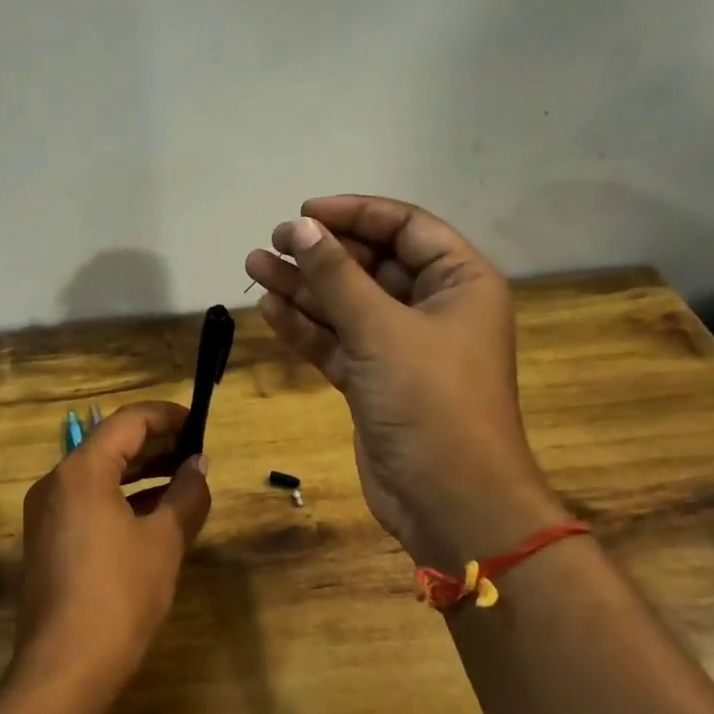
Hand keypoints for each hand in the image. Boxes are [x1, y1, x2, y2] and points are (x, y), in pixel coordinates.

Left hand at [14, 402, 212, 695]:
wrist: (65, 668)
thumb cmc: (120, 594)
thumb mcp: (164, 540)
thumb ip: (186, 495)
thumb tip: (199, 465)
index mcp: (81, 471)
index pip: (128, 421)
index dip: (167, 417)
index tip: (199, 425)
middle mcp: (56, 483)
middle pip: (110, 445)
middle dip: (156, 445)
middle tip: (197, 453)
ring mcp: (47, 514)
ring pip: (99, 476)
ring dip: (141, 473)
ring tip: (183, 480)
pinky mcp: (48, 542)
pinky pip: (89, 503)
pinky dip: (122, 499)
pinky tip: (154, 514)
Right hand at [244, 195, 565, 566]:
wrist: (448, 500)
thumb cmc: (430, 401)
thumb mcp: (382, 329)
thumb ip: (337, 277)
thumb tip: (301, 226)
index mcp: (459, 283)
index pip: (406, 228)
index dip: (355, 213)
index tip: (305, 212)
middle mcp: (433, 308)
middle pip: (371, 265)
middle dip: (322, 253)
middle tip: (272, 242)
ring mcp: (401, 348)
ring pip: (347, 305)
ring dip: (304, 287)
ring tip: (254, 266)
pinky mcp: (374, 382)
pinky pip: (337, 341)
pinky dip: (306, 327)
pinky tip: (270, 308)